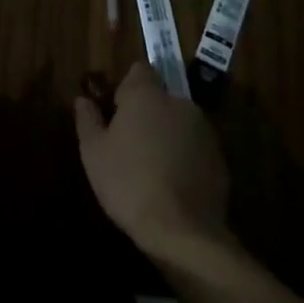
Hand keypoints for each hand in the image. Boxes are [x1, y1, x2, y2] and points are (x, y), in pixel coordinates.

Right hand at [74, 62, 230, 258]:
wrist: (183, 233)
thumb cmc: (129, 184)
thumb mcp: (94, 153)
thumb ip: (87, 119)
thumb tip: (83, 99)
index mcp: (146, 95)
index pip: (139, 70)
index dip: (126, 88)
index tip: (117, 112)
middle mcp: (179, 103)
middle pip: (160, 98)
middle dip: (148, 114)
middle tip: (131, 146)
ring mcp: (204, 131)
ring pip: (179, 123)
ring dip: (168, 136)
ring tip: (154, 170)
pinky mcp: (220, 159)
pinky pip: (196, 148)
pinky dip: (186, 158)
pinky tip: (174, 187)